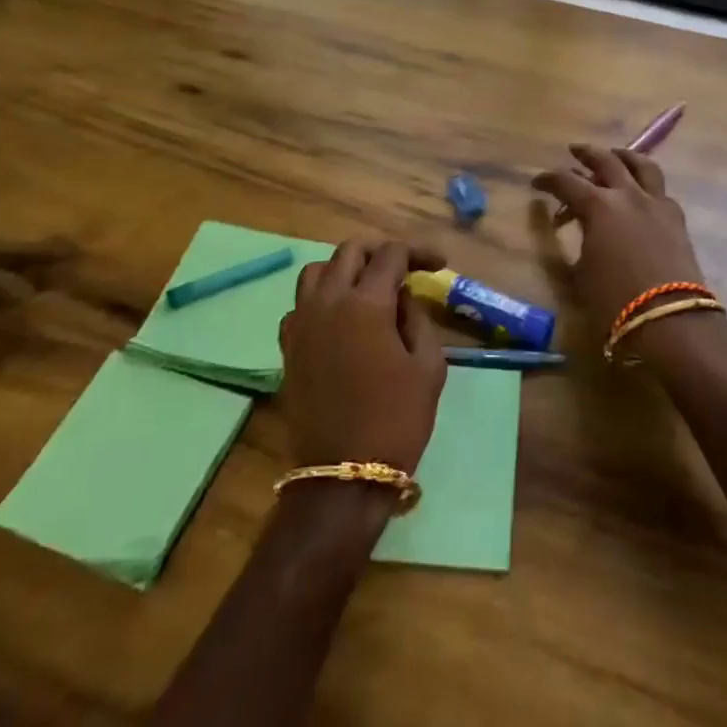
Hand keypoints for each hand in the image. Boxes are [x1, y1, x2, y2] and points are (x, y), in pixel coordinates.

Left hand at [278, 240, 447, 474]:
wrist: (343, 474)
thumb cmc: (397, 419)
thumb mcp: (428, 367)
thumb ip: (416, 319)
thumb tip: (401, 296)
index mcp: (366, 304)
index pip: (390, 255)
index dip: (418, 252)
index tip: (438, 265)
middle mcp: (328, 302)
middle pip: (350, 252)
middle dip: (380, 253)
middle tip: (404, 269)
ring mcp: (301, 323)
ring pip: (317, 271)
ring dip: (345, 269)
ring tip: (368, 287)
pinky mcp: (288, 346)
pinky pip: (300, 303)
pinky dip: (321, 298)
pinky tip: (340, 318)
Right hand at [533, 145, 709, 349]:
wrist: (670, 319)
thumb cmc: (614, 301)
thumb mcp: (580, 274)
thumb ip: (574, 243)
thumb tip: (570, 228)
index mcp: (598, 206)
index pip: (566, 182)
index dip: (548, 180)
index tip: (537, 183)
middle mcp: (628, 195)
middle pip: (606, 160)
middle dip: (586, 154)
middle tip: (574, 151)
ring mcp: (656, 203)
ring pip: (642, 165)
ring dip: (624, 157)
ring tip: (615, 156)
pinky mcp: (676, 218)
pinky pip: (659, 190)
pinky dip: (645, 184)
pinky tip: (641, 194)